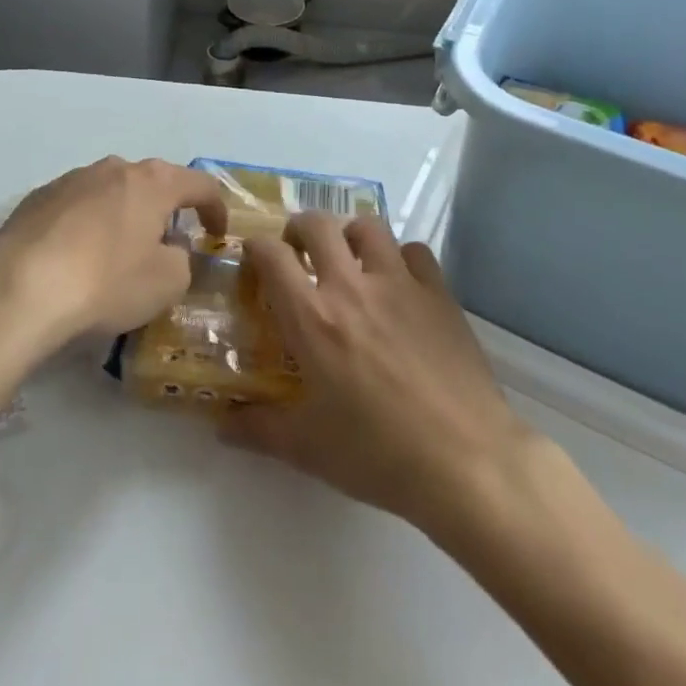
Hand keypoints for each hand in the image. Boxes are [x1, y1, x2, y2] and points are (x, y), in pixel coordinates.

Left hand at [0, 156, 227, 354]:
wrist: (17, 289)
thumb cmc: (105, 282)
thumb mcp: (166, 283)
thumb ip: (182, 260)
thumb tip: (171, 249)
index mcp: (153, 182)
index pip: (201, 184)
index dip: (216, 209)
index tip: (218, 236)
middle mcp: (114, 168)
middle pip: (153, 183)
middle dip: (165, 210)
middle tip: (167, 244)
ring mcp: (71, 179)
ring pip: (112, 192)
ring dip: (123, 215)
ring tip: (118, 253)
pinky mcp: (37, 198)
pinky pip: (76, 207)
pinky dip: (87, 226)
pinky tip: (76, 258)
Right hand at [224, 213, 546, 535]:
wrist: (465, 461)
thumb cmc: (378, 454)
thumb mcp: (307, 448)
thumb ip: (257, 429)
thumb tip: (219, 423)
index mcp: (312, 317)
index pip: (271, 254)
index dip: (255, 247)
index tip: (254, 260)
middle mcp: (351, 285)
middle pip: (317, 224)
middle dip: (299, 229)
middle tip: (299, 253)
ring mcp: (399, 283)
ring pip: (368, 226)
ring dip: (350, 235)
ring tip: (350, 259)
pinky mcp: (438, 292)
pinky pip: (415, 251)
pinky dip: (401, 258)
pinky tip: (400, 284)